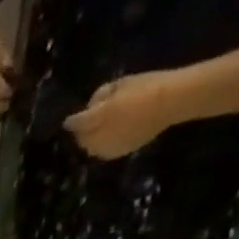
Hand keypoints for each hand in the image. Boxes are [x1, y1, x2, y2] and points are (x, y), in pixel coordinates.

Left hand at [62, 71, 187, 158]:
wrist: (170, 102)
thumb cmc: (146, 87)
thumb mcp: (121, 84)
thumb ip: (101, 97)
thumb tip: (90, 108)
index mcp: (101, 115)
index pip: (78, 122)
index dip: (72, 121)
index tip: (68, 121)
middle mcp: (101, 136)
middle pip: (82, 139)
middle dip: (81, 132)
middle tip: (86, 123)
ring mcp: (110, 147)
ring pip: (90, 148)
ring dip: (90, 141)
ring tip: (97, 130)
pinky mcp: (119, 153)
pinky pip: (102, 152)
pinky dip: (101, 145)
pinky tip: (107, 137)